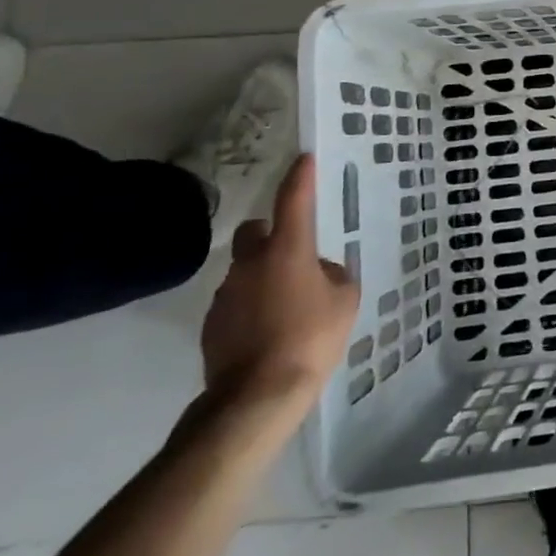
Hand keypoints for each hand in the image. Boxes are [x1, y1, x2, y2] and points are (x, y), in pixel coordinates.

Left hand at [200, 155, 358, 411]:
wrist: (255, 397)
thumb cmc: (311, 338)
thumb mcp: (345, 301)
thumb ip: (334, 277)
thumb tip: (318, 272)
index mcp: (287, 250)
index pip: (293, 200)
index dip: (299, 177)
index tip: (303, 158)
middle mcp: (251, 263)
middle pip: (253, 232)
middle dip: (268, 233)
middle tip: (291, 253)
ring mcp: (226, 294)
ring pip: (245, 270)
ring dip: (263, 277)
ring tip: (287, 307)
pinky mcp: (211, 325)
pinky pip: (237, 302)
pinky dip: (252, 307)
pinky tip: (269, 331)